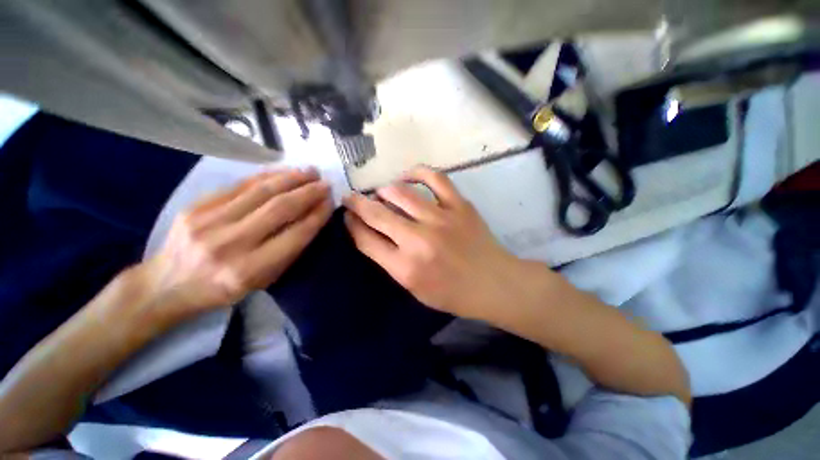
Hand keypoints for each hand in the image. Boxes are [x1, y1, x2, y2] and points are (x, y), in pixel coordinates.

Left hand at [144, 168, 332, 315]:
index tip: (331, 202)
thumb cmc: (223, 288)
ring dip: (291, 178)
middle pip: (280, 208)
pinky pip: (239, 185)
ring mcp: (209, 222)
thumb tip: (312, 218)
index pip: (296, 235)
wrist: (168, 284)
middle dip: (308, 192)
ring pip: (261, 191)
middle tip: (325, 183)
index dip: (317, 215)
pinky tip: (283, 171)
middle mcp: (230, 244)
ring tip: (310, 172)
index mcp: (250, 270)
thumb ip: (288, 251)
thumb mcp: (262, 281)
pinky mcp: (196, 206)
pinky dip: (266, 176)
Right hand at [343, 166, 523, 318]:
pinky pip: (435, 179)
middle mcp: (418, 240)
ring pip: (400, 192)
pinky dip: (417, 173)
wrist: (493, 284)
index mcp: (405, 267)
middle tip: (351, 197)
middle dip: (356, 203)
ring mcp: (440, 219)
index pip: (366, 239)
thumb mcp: (414, 288)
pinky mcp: (459, 206)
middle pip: (377, 213)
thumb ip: (391, 262)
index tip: (347, 216)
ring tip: (382, 193)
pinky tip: (408, 176)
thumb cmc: (452, 293)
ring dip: (384, 190)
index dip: (351, 224)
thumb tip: (373, 234)